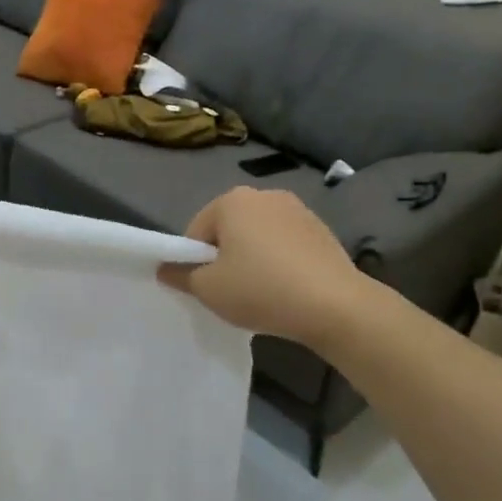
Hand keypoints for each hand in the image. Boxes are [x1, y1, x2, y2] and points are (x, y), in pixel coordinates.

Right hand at [158, 187, 365, 348]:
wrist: (336, 306)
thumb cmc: (262, 290)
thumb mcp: (208, 289)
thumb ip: (180, 276)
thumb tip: (165, 269)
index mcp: (231, 200)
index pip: (196, 232)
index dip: (194, 262)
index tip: (207, 288)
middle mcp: (264, 194)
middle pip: (228, 229)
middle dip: (225, 257)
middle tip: (232, 291)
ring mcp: (297, 209)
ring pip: (258, 236)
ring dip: (253, 258)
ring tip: (262, 292)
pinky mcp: (321, 228)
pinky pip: (285, 243)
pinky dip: (279, 260)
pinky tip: (287, 288)